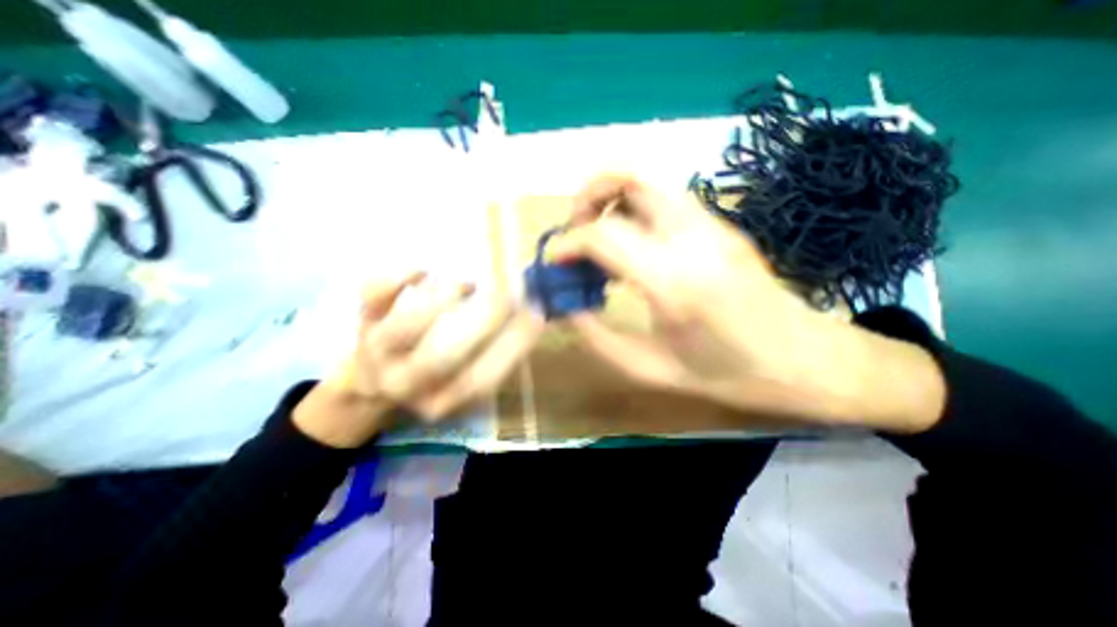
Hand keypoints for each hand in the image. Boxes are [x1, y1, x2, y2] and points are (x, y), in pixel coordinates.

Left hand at [294, 271, 542, 444]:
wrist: (374, 383)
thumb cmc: (432, 379)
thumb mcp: (467, 378)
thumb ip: (499, 353)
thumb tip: (535, 315)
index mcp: (438, 401)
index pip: (481, 378)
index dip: (512, 345)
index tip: (537, 314)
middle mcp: (404, 384)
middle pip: (442, 355)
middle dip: (483, 318)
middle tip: (509, 293)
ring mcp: (377, 353)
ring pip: (407, 324)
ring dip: (446, 296)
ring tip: (468, 284)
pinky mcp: (362, 322)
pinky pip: (374, 294)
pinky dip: (399, 276)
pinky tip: (423, 271)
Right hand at [550, 174, 939, 429]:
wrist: (805, 360)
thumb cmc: (728, 374)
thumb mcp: (652, 369)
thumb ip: (598, 337)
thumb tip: (567, 306)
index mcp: (675, 283)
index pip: (603, 236)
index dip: (567, 245)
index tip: (553, 263)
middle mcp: (694, 239)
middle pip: (629, 179)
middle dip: (587, 199)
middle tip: (574, 234)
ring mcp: (712, 225)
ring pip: (648, 180)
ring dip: (610, 198)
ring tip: (597, 237)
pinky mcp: (721, 224)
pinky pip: (665, 200)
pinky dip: (633, 210)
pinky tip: (631, 247)